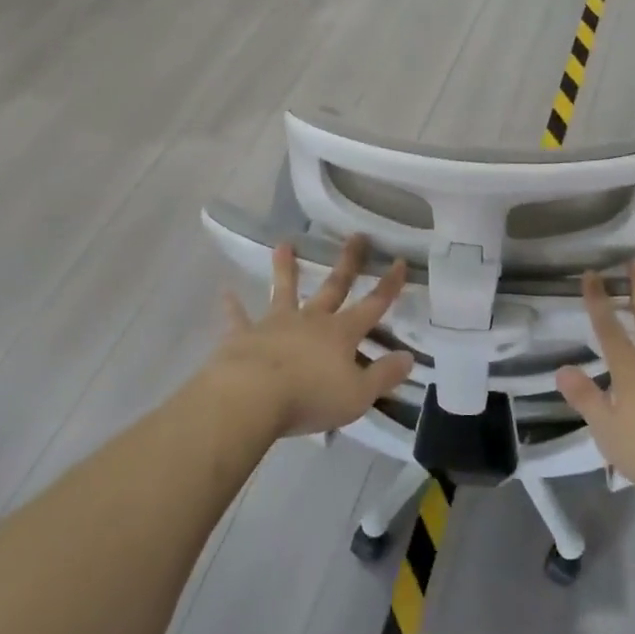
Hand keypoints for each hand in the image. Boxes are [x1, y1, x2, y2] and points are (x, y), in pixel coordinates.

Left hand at [207, 237, 413, 439]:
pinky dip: (233, 306)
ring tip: (284, 244)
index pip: (373, 305)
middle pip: (333, 287)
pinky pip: (238, 319)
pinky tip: (225, 293)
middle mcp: (311, 321)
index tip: (400, 261)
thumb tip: (409, 358)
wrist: (251, 397)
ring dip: (285, 269)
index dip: (389, 285)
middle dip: (347, 263)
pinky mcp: (244, 336)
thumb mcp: (358, 395)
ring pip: (284, 291)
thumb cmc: (310, 397)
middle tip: (356, 236)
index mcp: (341, 334)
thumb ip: (384, 375)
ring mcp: (276, 324)